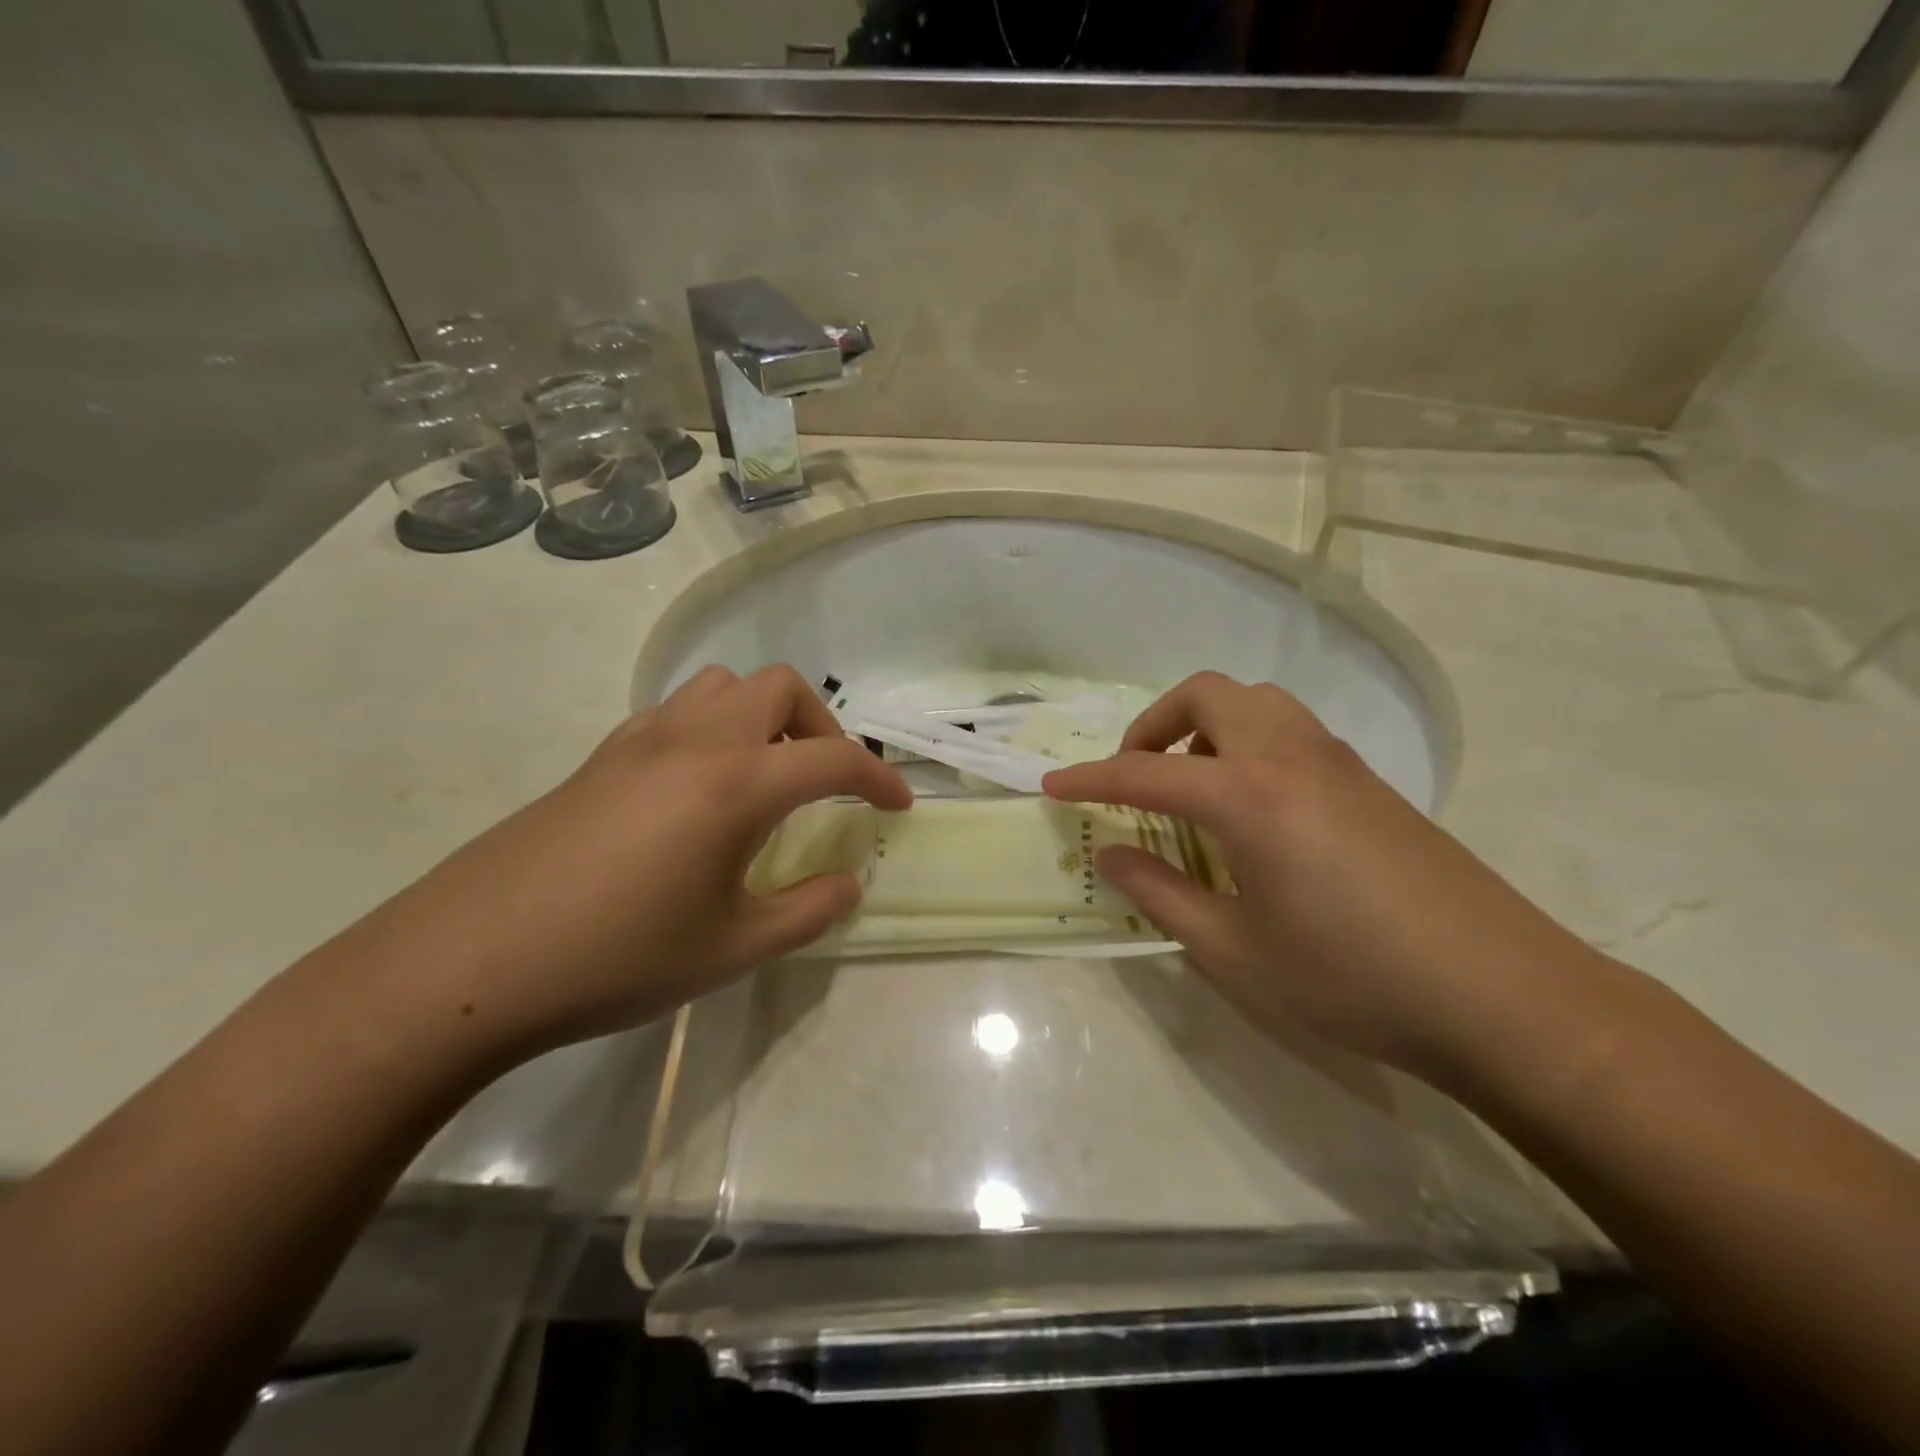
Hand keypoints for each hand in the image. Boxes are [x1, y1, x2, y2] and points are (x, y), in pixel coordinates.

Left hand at [335, 665, 910, 1065]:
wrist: (470, 963)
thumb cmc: (616, 958)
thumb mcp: (731, 949)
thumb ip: (806, 912)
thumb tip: (848, 885)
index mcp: (735, 784)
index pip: (832, 758)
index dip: (878, 778)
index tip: (897, 806)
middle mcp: (694, 741)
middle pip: (779, 688)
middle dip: (821, 726)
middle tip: (826, 783)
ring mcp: (640, 741)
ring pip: (722, 686)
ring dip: (762, 716)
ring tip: (765, 775)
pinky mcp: (600, 756)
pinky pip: (675, 711)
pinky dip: (711, 728)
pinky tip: (699, 789)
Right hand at [1043, 672, 1598, 1074]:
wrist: (1502, 995)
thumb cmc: (1351, 978)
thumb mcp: (1235, 950)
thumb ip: (1161, 894)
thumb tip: (1111, 855)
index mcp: (1248, 794)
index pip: (1146, 771)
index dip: (1091, 779)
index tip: (1053, 786)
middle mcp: (1289, 755)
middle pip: (1207, 695)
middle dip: (1155, 723)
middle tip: (1136, 774)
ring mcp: (1337, 761)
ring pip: (1256, 702)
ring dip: (1207, 725)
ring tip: (1193, 785)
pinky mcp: (1370, 780)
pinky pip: (1290, 730)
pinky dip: (1248, 742)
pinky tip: (1253, 809)